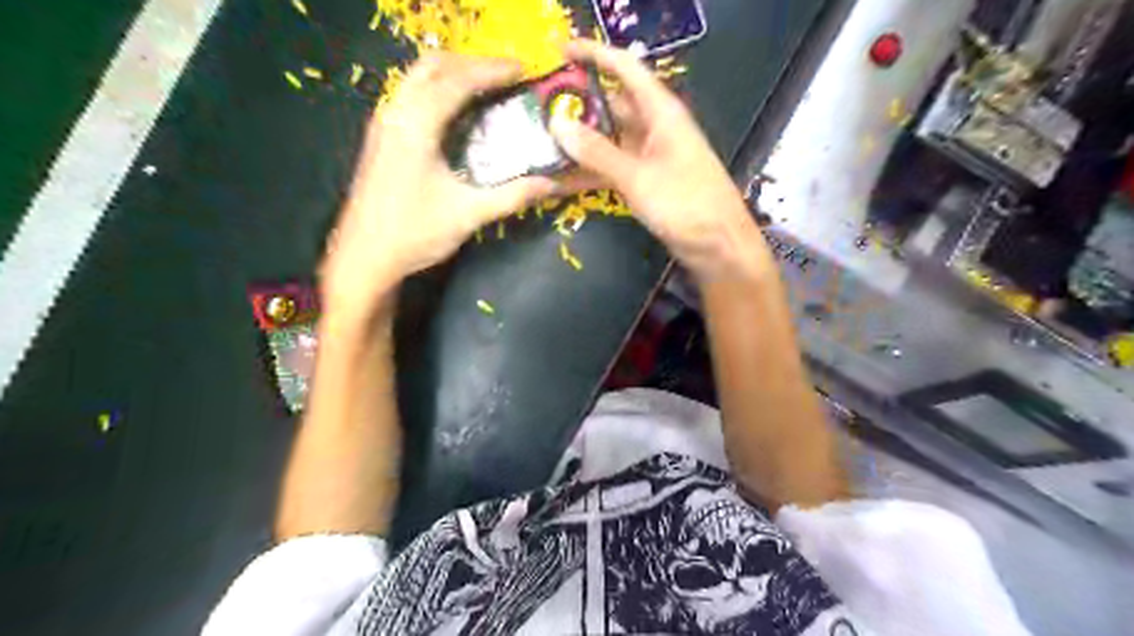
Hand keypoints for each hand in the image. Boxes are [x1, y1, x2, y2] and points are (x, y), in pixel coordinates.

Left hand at [320, 53, 558, 315]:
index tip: (524, 70)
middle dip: (471, 63)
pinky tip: (456, 112)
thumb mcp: (469, 214)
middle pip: (432, 65)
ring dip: (452, 73)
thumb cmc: (414, 233)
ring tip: (486, 87)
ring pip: (417, 77)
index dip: (492, 70)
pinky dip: (437, 90)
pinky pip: (410, 95)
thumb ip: (512, 195)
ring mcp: (383, 123)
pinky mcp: (380, 138)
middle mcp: (395, 113)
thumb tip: (550, 184)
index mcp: (416, 125)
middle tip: (505, 76)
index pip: (457, 81)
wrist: (364, 257)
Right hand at [553, 42, 771, 279]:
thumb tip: (557, 123)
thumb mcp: (638, 176)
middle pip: (610, 104)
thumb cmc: (686, 204)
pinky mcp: (643, 181)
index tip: (558, 51)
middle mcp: (653, 127)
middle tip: (536, 106)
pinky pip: (610, 168)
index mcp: (660, 112)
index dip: (593, 54)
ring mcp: (647, 155)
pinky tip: (557, 177)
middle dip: (577, 103)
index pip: (625, 68)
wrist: (718, 246)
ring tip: (539, 140)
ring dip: (578, 141)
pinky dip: (588, 171)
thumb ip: (597, 152)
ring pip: (607, 139)